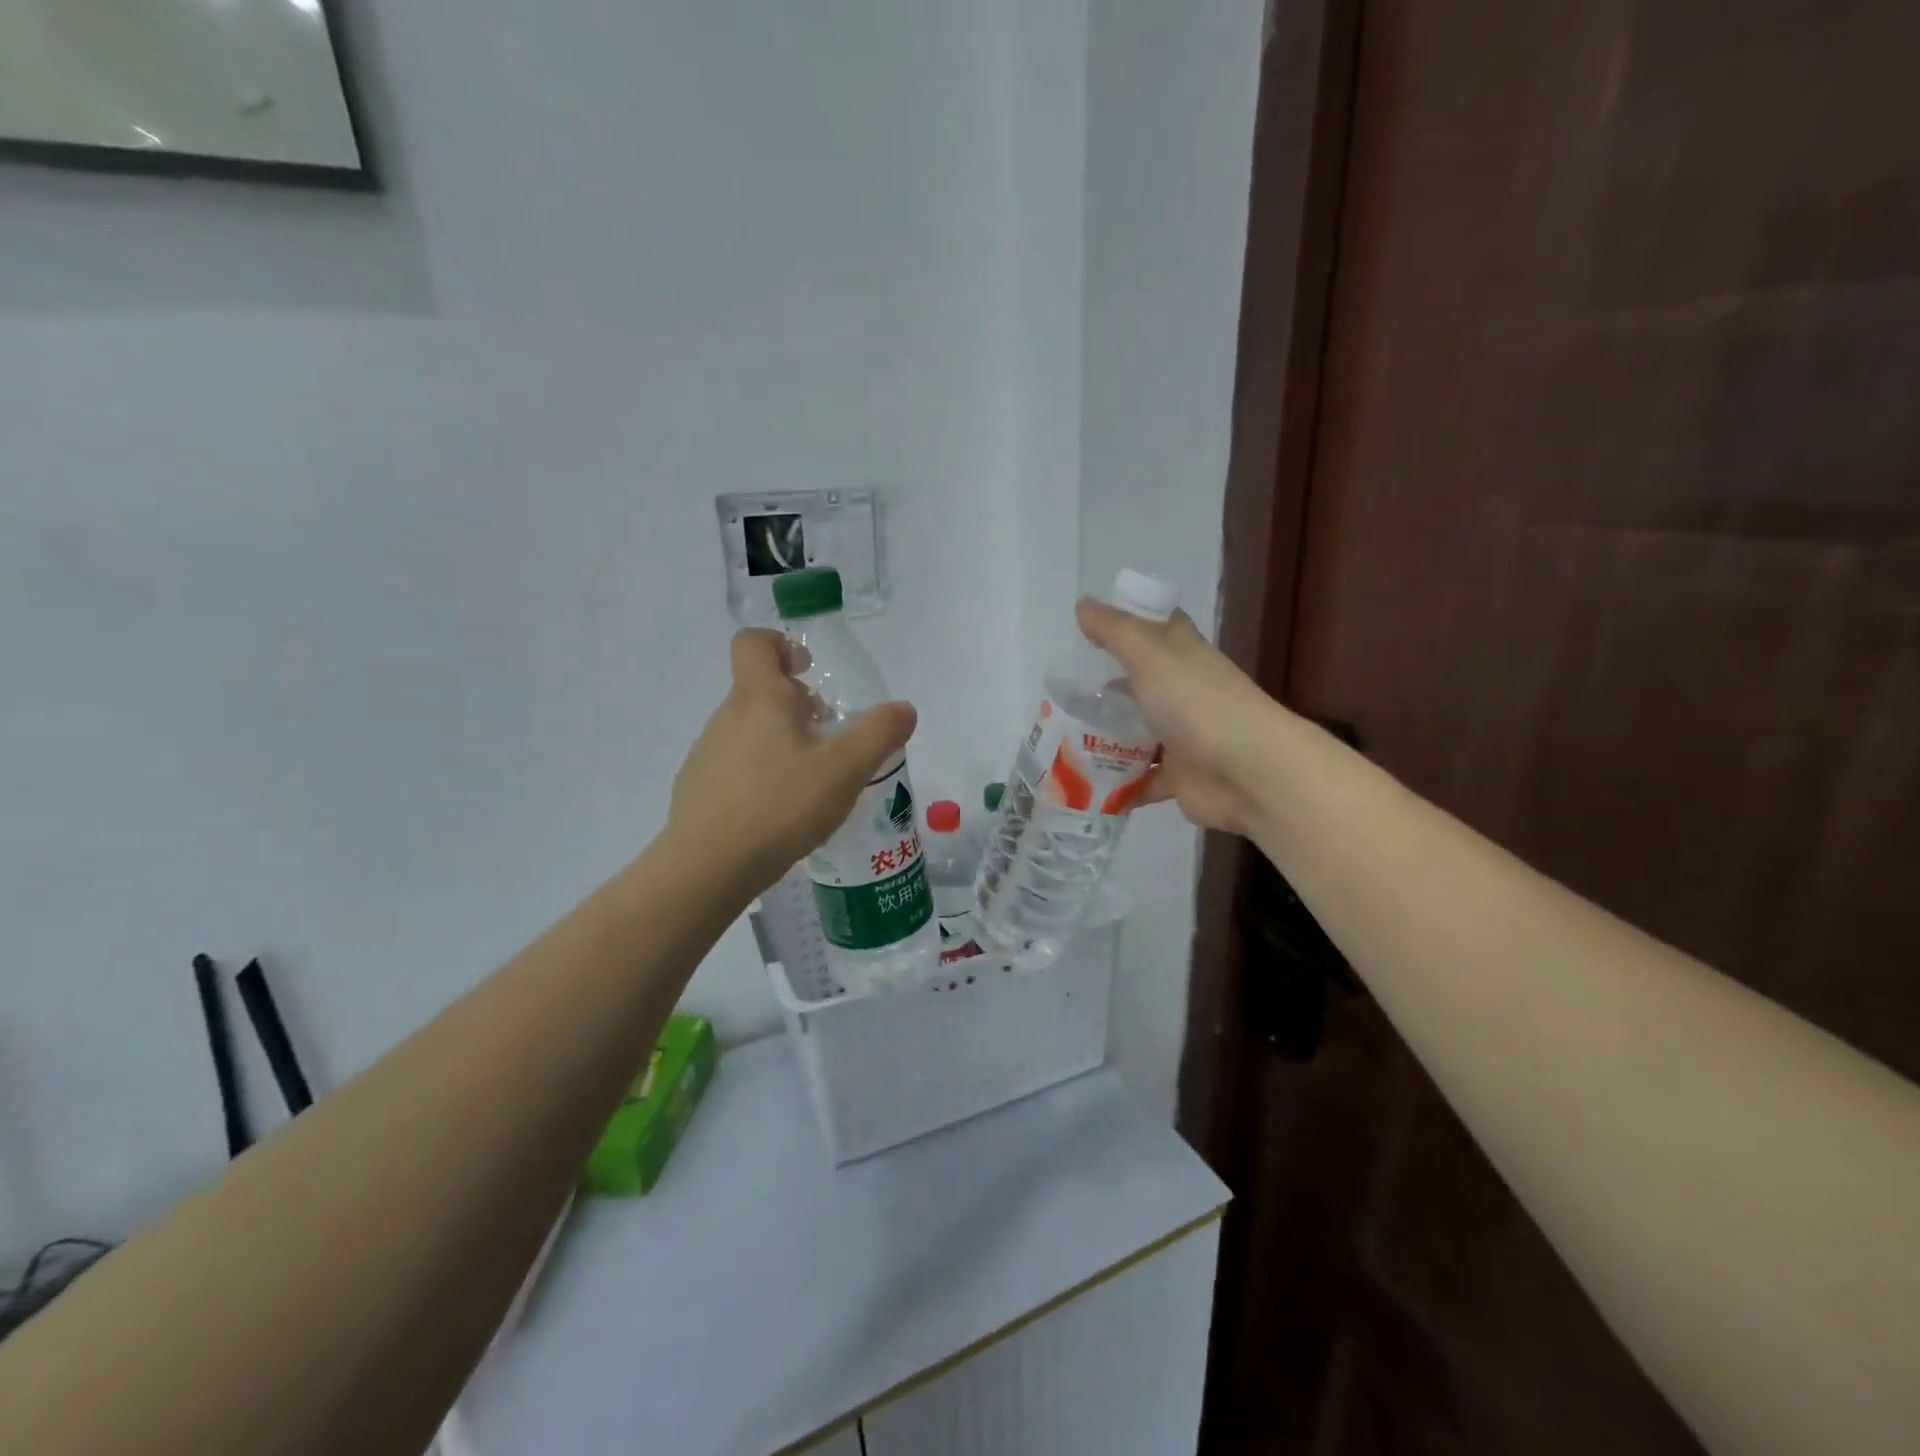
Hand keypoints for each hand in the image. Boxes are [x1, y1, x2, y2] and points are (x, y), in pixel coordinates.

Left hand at [670, 630, 916, 891]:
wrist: (708, 867)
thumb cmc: (781, 805)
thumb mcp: (846, 768)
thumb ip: (880, 733)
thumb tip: (903, 709)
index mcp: (760, 697)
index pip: (754, 643)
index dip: (780, 644)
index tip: (808, 669)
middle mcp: (727, 717)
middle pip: (759, 690)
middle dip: (796, 704)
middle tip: (829, 736)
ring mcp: (707, 753)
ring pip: (749, 731)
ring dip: (781, 741)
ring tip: (811, 781)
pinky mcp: (698, 790)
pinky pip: (735, 767)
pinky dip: (761, 774)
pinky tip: (781, 812)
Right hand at [1075, 600, 1280, 837]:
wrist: (1249, 773)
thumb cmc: (1199, 704)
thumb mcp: (1151, 656)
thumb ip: (1115, 632)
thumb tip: (1083, 604)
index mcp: (1183, 655)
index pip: (1157, 628)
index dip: (1128, 623)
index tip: (1088, 628)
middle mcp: (1184, 692)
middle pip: (1141, 683)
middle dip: (1105, 687)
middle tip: (1061, 693)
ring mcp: (1183, 736)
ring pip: (1138, 733)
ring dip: (1106, 738)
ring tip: (1060, 739)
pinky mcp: (1180, 777)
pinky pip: (1141, 780)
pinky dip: (1118, 784)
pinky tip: (1083, 784)